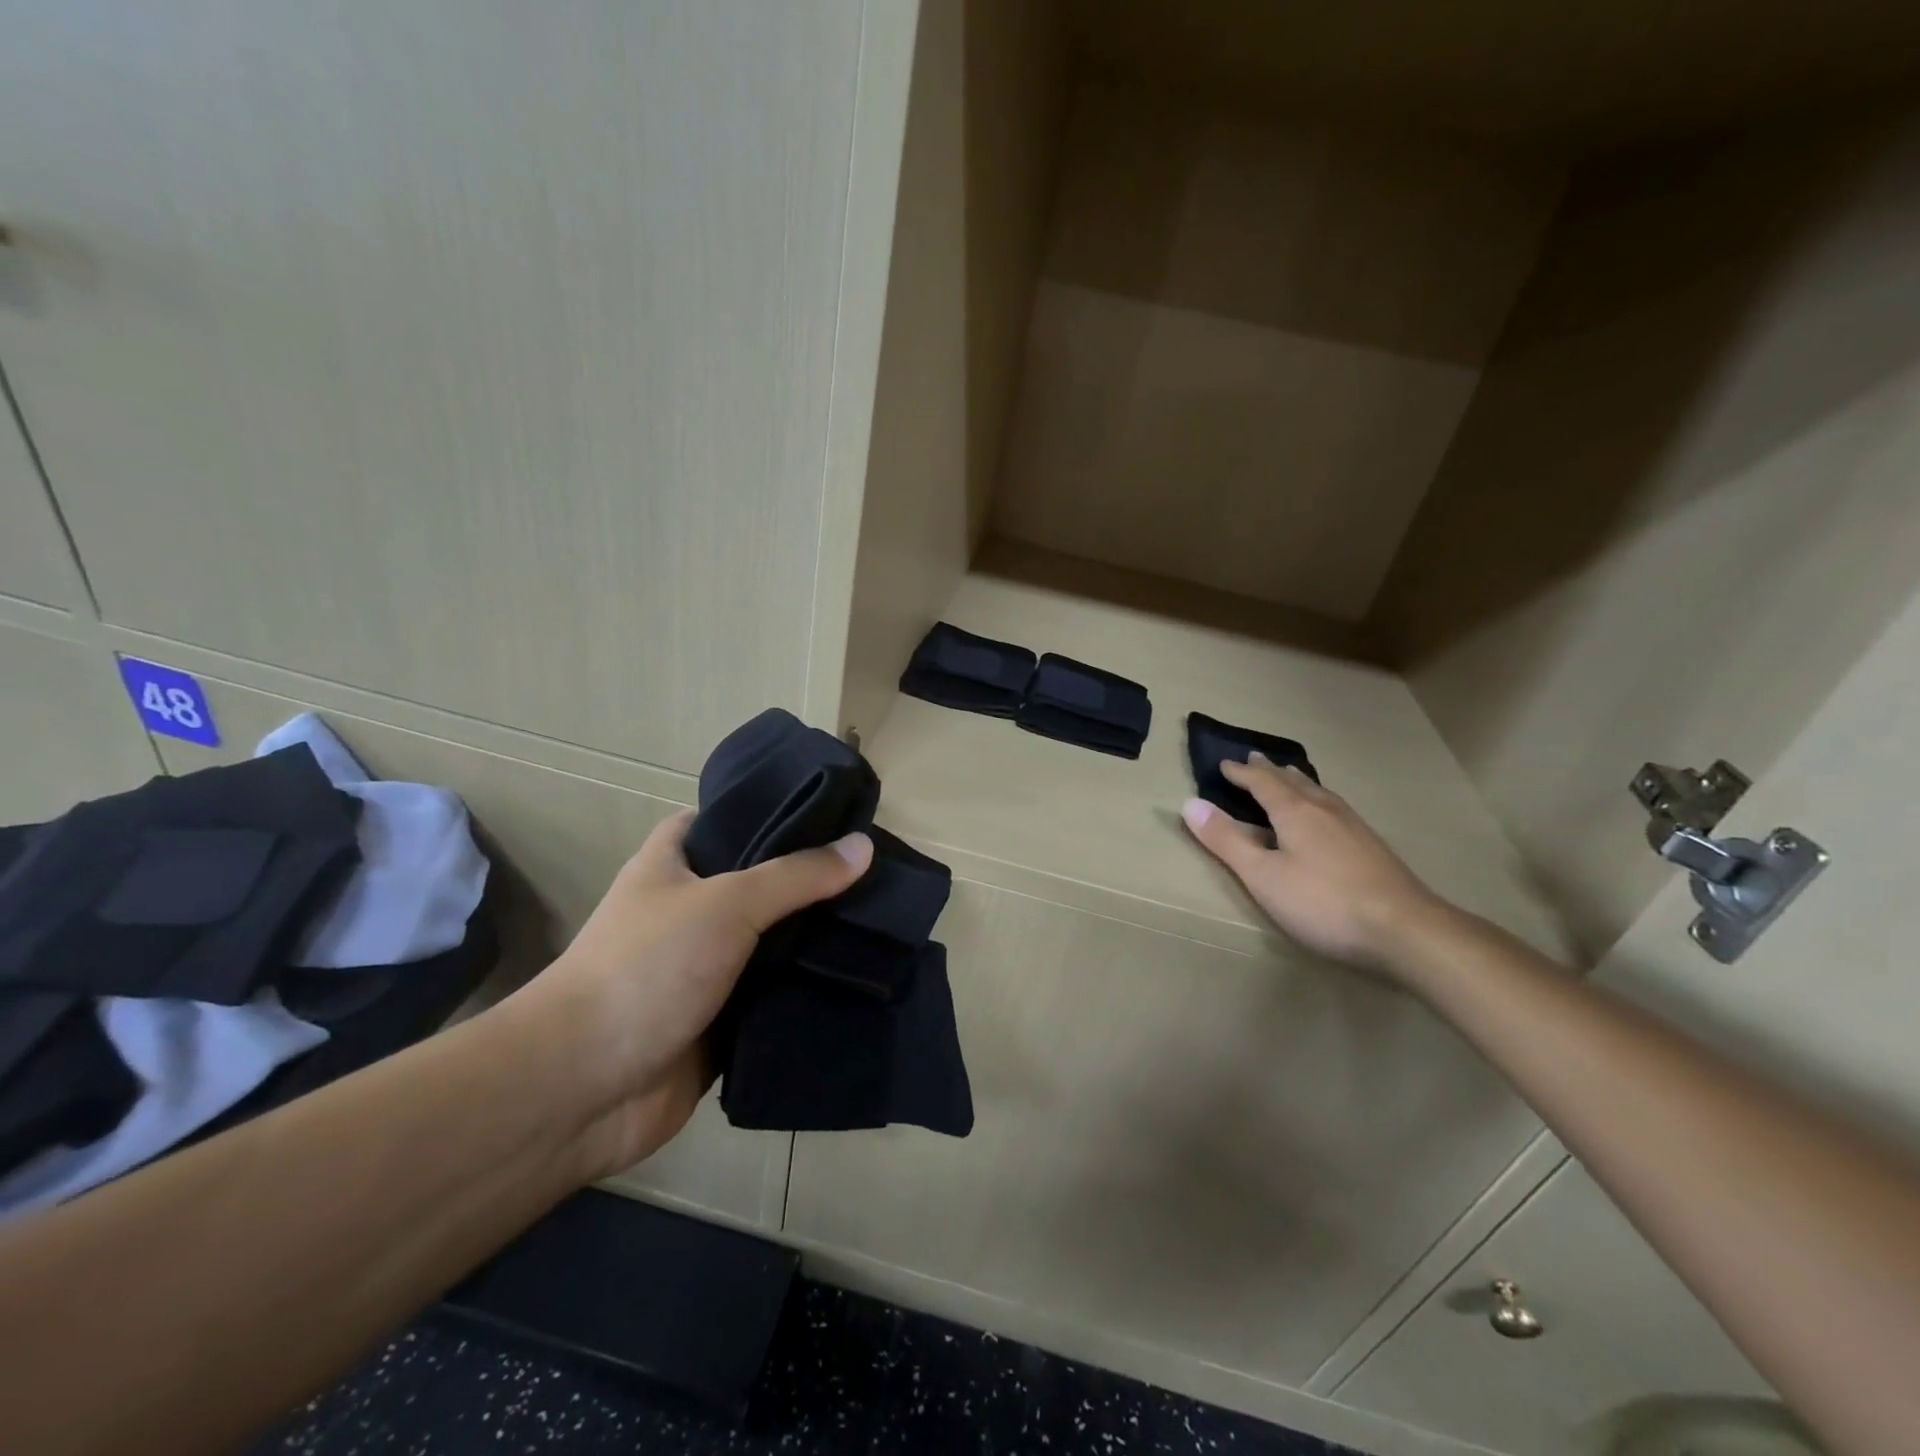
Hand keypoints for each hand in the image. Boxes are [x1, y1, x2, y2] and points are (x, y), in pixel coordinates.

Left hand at [504, 810, 872, 1177]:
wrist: (583, 1089)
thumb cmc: (646, 969)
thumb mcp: (726, 903)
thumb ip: (796, 876)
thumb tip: (864, 846)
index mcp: (671, 866)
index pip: (722, 820)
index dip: (769, 812)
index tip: (828, 813)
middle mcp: (689, 911)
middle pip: (759, 883)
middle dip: (809, 879)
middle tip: (875, 869)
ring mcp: (704, 969)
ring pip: (772, 942)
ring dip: (815, 938)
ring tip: (882, 917)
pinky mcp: (721, 1020)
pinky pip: (774, 995)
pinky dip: (807, 989)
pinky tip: (860, 977)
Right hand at [1182, 757, 1443, 976]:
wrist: (1405, 929)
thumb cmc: (1323, 902)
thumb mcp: (1263, 876)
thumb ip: (1227, 841)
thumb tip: (1190, 804)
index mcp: (1295, 812)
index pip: (1262, 783)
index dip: (1240, 774)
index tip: (1223, 764)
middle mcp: (1325, 810)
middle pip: (1292, 782)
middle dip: (1270, 771)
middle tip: (1254, 758)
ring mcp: (1353, 826)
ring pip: (1318, 792)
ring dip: (1296, 781)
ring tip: (1289, 776)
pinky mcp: (1371, 846)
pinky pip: (1334, 807)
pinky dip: (1317, 798)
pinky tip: (1327, 814)